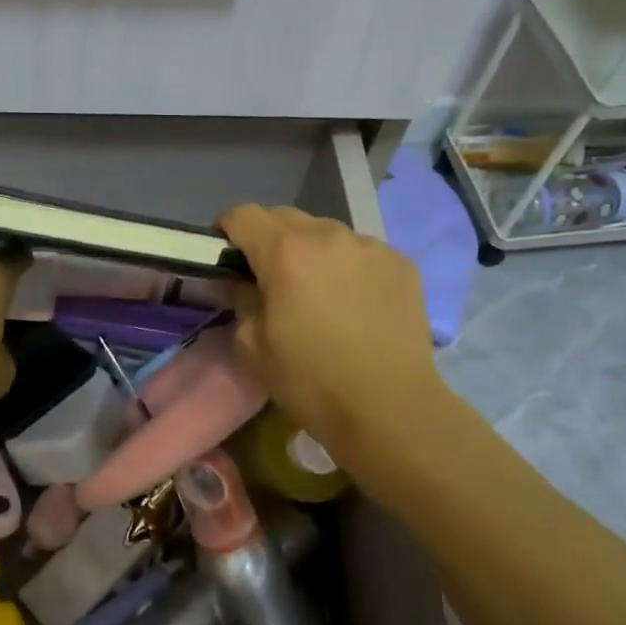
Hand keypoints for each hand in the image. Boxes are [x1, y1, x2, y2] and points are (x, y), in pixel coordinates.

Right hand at [220, 204, 444, 468]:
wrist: (389, 409)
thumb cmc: (310, 381)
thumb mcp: (253, 346)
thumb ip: (240, 300)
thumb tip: (238, 282)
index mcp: (285, 251)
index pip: (242, 215)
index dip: (225, 231)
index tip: (225, 256)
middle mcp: (328, 235)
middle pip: (284, 217)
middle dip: (268, 239)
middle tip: (267, 276)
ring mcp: (370, 246)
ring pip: (326, 232)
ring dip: (311, 251)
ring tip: (317, 290)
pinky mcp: (401, 263)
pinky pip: (361, 252)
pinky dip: (347, 266)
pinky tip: (354, 303)